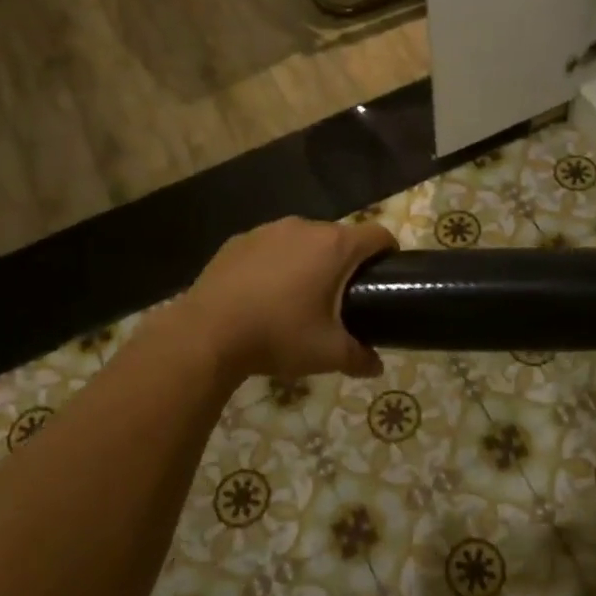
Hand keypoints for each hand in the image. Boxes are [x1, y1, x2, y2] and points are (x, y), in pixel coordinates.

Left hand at [174, 217, 396, 380]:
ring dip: (310, 260)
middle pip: (339, 237)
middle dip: (346, 262)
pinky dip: (276, 263)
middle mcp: (304, 228)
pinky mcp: (239, 241)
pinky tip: (264, 294)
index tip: (386, 276)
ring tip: (300, 296)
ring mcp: (267, 231)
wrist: (207, 334)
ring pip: (303, 240)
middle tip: (343, 298)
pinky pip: (270, 247)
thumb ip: (359, 358)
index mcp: (334, 247)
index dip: (388, 253)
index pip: (378, 235)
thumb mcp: (327, 354)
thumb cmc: (278, 335)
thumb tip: (376, 367)